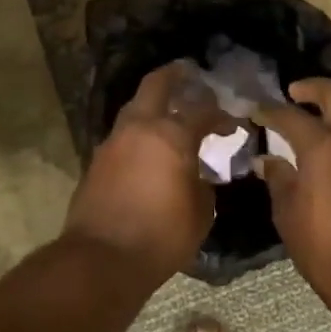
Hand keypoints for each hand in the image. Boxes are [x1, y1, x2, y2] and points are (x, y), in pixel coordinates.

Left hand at [64, 61, 232, 287]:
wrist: (102, 258)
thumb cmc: (161, 236)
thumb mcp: (200, 212)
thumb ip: (202, 183)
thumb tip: (198, 173)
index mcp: (171, 135)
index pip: (202, 110)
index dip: (220, 113)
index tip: (232, 122)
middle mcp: (140, 128)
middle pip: (156, 85)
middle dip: (175, 76)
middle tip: (190, 73)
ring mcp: (114, 141)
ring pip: (135, 108)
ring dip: (153, 104)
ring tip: (170, 112)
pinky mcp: (98, 160)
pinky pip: (124, 134)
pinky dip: (139, 132)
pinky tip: (149, 146)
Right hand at [253, 78, 330, 308]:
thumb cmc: (328, 252)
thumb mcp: (290, 217)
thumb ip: (279, 181)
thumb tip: (269, 161)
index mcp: (325, 146)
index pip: (292, 117)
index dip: (271, 111)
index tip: (257, 111)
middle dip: (315, 88)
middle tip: (296, 93)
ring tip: (317, 123)